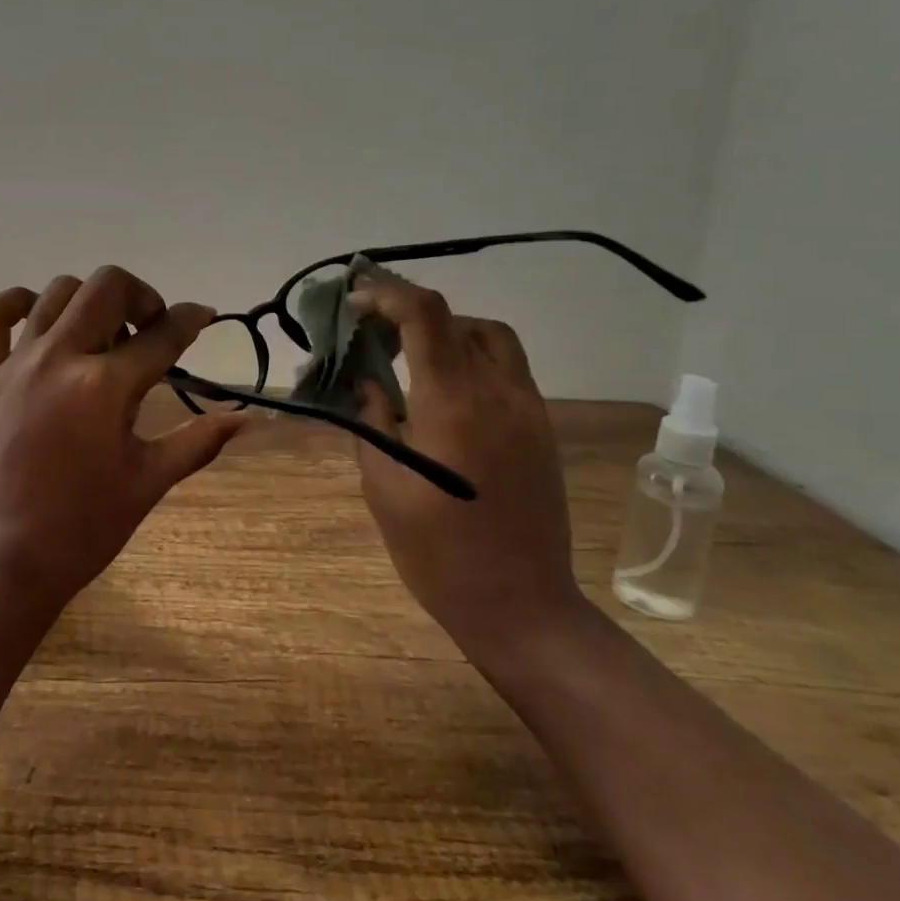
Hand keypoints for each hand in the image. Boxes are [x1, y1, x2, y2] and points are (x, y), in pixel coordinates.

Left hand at [0, 266, 245, 611]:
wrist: (5, 562)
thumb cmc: (84, 528)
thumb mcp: (149, 483)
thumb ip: (198, 442)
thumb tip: (245, 418)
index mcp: (106, 387)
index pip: (162, 336)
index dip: (191, 319)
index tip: (204, 315)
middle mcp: (60, 359)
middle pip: (108, 287)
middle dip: (141, 296)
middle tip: (150, 329)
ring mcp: (14, 365)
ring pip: (56, 292)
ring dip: (89, 300)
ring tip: (101, 332)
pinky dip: (13, 303)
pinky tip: (36, 316)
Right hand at [352, 272, 581, 655]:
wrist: (521, 606)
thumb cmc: (437, 553)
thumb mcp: (384, 486)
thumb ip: (373, 422)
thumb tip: (367, 383)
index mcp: (452, 404)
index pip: (425, 316)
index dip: (387, 295)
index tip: (356, 301)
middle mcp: (498, 394)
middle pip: (460, 319)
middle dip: (414, 312)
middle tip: (377, 331)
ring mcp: (529, 411)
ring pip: (493, 339)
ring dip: (450, 332)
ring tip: (413, 357)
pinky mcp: (543, 431)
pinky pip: (509, 371)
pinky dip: (473, 360)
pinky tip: (446, 394)